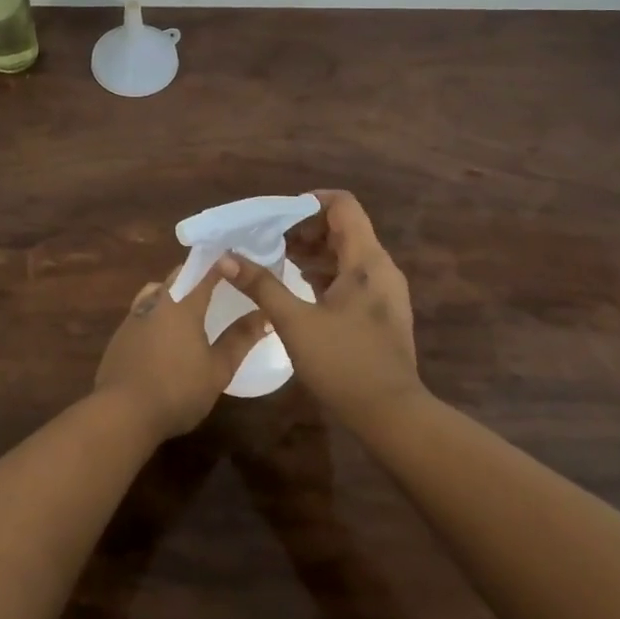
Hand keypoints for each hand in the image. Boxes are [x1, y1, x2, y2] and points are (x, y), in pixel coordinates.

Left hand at [94, 265, 269, 440]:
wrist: (122, 412)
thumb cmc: (178, 390)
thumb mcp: (218, 369)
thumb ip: (240, 339)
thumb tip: (264, 315)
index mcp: (183, 305)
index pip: (204, 272)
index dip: (220, 263)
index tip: (234, 258)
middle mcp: (156, 302)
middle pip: (178, 276)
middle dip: (196, 274)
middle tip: (215, 281)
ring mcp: (134, 317)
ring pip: (156, 290)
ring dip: (172, 289)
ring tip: (187, 303)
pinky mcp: (120, 335)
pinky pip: (142, 310)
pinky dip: (156, 310)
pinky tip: (162, 331)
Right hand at [220, 189, 422, 432]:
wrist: (393, 416)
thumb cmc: (344, 363)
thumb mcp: (294, 322)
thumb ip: (261, 285)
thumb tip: (226, 257)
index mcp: (365, 260)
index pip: (342, 205)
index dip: (309, 202)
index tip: (277, 216)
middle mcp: (380, 268)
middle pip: (343, 228)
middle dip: (305, 229)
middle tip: (269, 240)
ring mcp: (384, 291)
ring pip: (347, 253)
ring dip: (314, 251)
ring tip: (278, 260)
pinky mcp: (381, 312)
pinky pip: (351, 276)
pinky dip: (325, 273)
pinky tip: (300, 287)